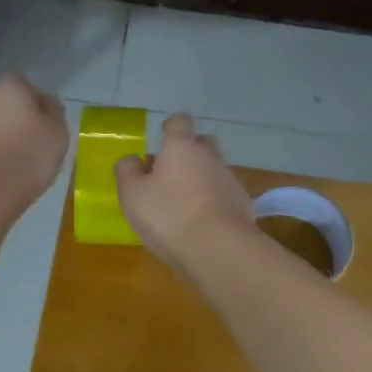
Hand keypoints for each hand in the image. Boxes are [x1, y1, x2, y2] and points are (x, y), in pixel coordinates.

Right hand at [114, 113, 255, 269]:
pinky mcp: (244, 205)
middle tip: (170, 175)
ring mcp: (230, 181)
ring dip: (201, 181)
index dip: (171, 127)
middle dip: (189, 154)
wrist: (218, 249)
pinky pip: (225, 196)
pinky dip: (215, 204)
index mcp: (181, 148)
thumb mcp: (132, 195)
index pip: (180, 122)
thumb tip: (132, 159)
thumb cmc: (168, 216)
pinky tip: (204, 225)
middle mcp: (210, 157)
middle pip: (202, 144)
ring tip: (185, 207)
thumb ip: (128, 172)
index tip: (163, 138)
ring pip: (214, 171)